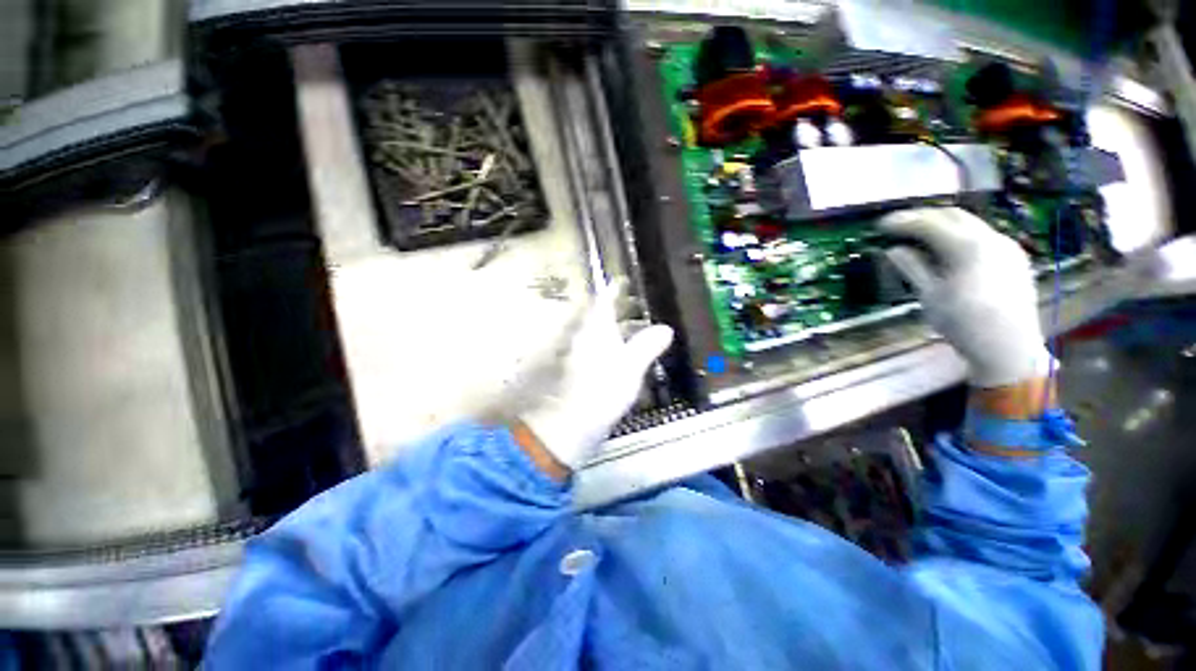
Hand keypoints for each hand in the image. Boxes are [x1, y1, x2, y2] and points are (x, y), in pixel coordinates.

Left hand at [519, 279, 673, 470]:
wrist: (572, 424)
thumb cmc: (602, 390)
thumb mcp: (631, 367)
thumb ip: (647, 346)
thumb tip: (666, 329)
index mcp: (596, 330)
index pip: (603, 302)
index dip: (612, 290)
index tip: (620, 281)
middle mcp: (585, 338)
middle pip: (600, 316)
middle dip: (616, 307)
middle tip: (635, 303)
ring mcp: (581, 355)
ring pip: (599, 333)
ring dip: (616, 327)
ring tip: (636, 327)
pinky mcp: (582, 371)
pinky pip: (599, 349)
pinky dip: (612, 345)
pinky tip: (623, 354)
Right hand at [879, 207, 1051, 388]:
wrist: (1009, 347)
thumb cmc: (963, 323)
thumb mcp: (930, 295)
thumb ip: (913, 267)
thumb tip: (894, 250)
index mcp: (968, 247)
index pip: (929, 223)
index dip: (903, 222)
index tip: (880, 225)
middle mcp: (991, 238)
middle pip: (952, 215)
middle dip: (923, 217)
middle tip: (899, 226)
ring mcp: (1007, 246)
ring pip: (970, 224)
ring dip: (942, 225)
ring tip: (920, 236)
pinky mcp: (1015, 257)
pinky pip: (983, 236)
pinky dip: (960, 236)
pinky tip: (948, 250)